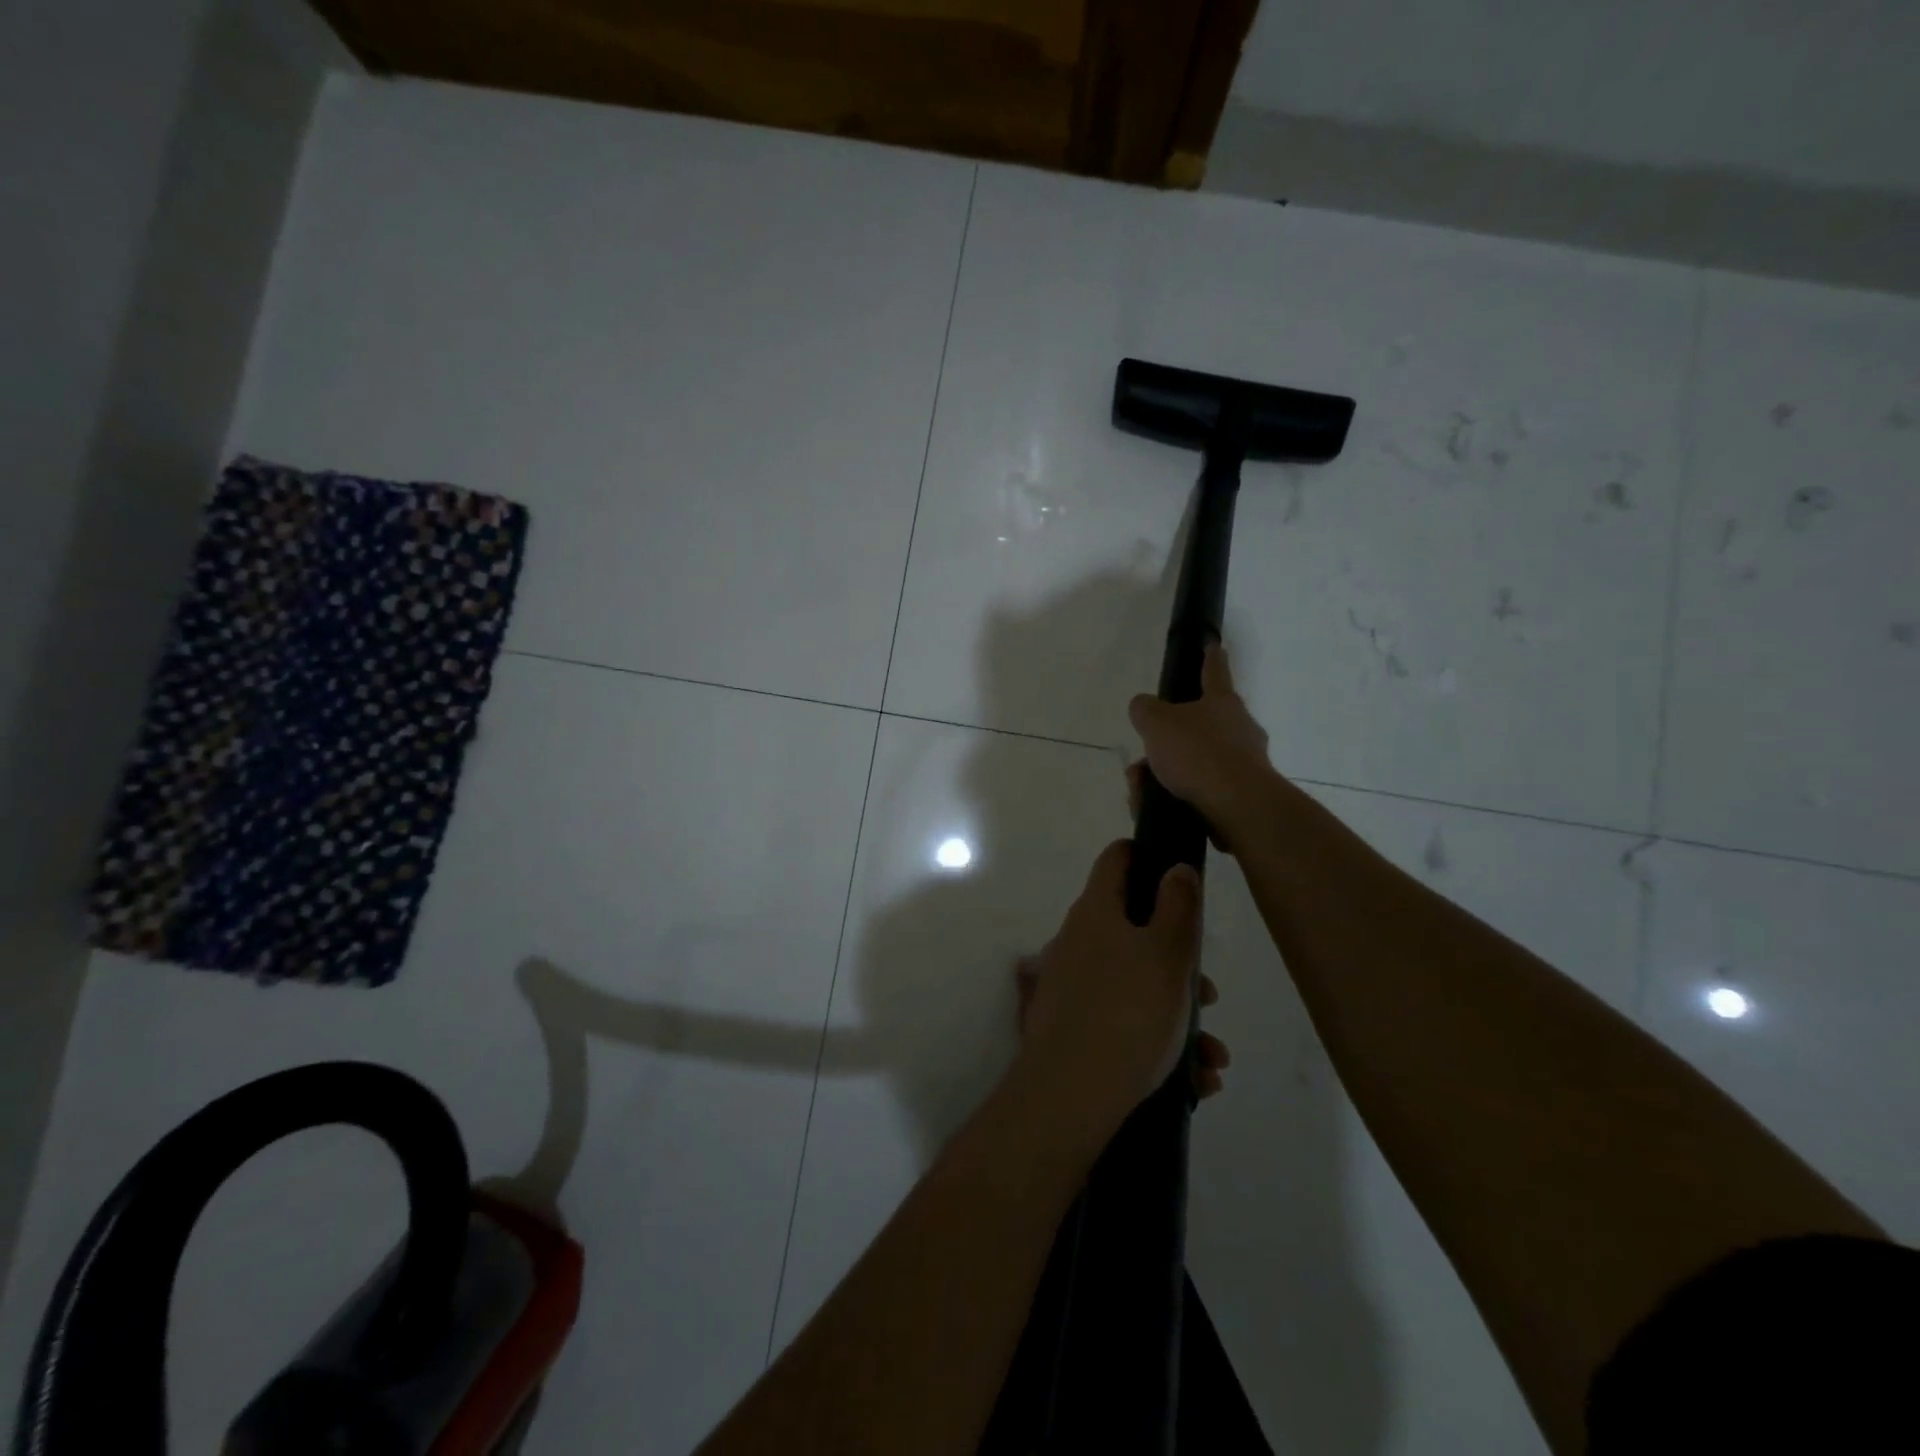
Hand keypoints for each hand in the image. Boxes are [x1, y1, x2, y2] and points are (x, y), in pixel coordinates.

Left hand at [1010, 840, 1208, 1132]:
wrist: (1071, 1093)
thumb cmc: (1129, 1010)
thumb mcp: (1168, 953)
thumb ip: (1178, 906)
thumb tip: (1176, 867)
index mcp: (1096, 910)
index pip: (1117, 859)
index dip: (1148, 855)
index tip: (1181, 873)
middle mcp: (1077, 940)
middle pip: (1135, 930)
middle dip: (1179, 960)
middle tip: (1208, 994)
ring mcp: (1071, 984)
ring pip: (1136, 984)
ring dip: (1178, 1014)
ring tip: (1212, 1057)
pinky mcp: (1071, 1025)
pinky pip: (1122, 1021)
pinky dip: (1158, 1042)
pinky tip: (1195, 1080)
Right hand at [1127, 643, 1274, 851]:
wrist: (1237, 805)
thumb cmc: (1198, 753)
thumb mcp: (1157, 723)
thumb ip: (1145, 710)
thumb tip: (1144, 707)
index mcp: (1221, 702)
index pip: (1213, 671)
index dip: (1209, 656)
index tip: (1212, 643)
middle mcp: (1239, 727)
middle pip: (1197, 726)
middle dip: (1166, 742)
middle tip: (1142, 760)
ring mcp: (1244, 761)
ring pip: (1194, 762)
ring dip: (1164, 774)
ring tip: (1142, 790)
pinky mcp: (1241, 794)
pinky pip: (1199, 789)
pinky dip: (1175, 795)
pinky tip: (1157, 806)